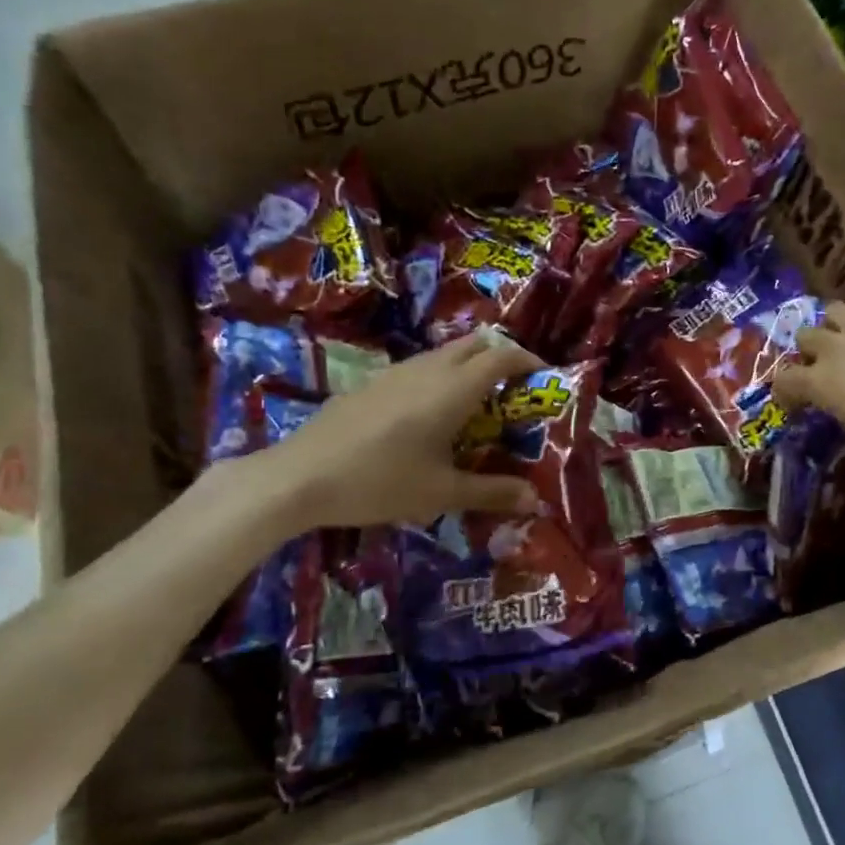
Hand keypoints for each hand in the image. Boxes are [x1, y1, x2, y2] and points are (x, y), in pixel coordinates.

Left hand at [238, 332, 545, 530]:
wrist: (300, 477)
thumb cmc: (380, 482)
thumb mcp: (442, 492)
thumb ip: (492, 491)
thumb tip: (534, 500)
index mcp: (453, 389)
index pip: (501, 357)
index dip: (528, 361)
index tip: (544, 376)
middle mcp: (428, 370)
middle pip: (475, 344)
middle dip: (501, 357)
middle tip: (515, 390)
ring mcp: (395, 373)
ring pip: (445, 353)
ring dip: (470, 366)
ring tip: (479, 404)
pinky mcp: (372, 383)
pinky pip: (421, 367)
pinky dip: (442, 377)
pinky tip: (431, 416)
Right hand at [773, 301, 844, 469]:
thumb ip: (841, 412)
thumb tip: (840, 406)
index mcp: (820, 382)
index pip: (784, 378)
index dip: (784, 390)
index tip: (793, 400)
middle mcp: (836, 347)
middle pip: (805, 336)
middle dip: (807, 350)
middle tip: (820, 365)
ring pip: (834, 310)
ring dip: (833, 325)